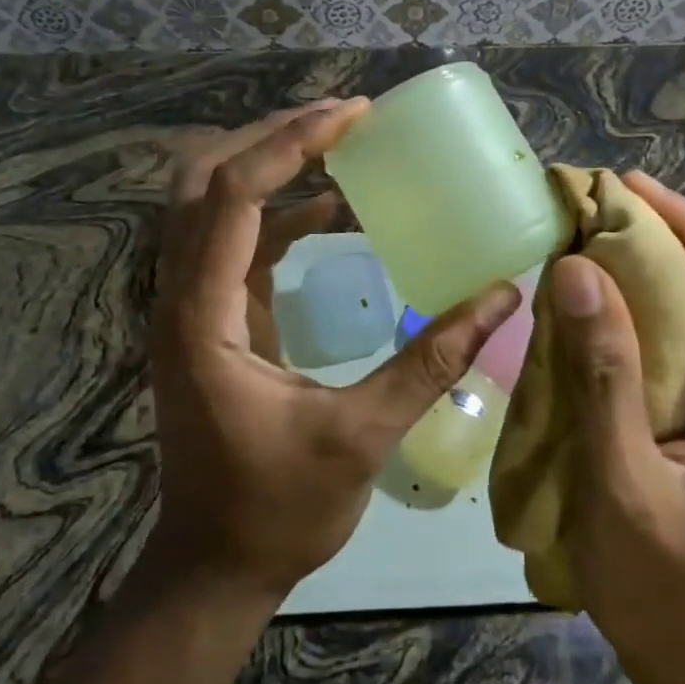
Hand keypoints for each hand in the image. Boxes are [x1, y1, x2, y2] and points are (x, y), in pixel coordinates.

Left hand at [148, 100, 522, 602]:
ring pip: (212, 203)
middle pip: (205, 179)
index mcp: (204, 315)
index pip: (233, 195)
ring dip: (271, 168)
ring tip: (339, 146)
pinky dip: (278, 214)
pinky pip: (235, 241)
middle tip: (341, 121)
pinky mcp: (211, 318)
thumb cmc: (277, 510)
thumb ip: (431, 362)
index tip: (353, 116)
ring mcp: (191, 305)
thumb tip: (502, 299)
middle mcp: (182, 295)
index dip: (292, 145)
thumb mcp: (362, 436)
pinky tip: (330, 211)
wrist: (213, 568)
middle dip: (271, 139)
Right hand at [552, 172, 684, 683]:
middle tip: (594, 215)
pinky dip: (642, 315)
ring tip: (585, 248)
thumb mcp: (622, 484)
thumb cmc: (668, 596)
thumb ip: (603, 375)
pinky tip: (593, 310)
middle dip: (672, 237)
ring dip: (652, 273)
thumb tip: (578, 270)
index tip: (634, 201)